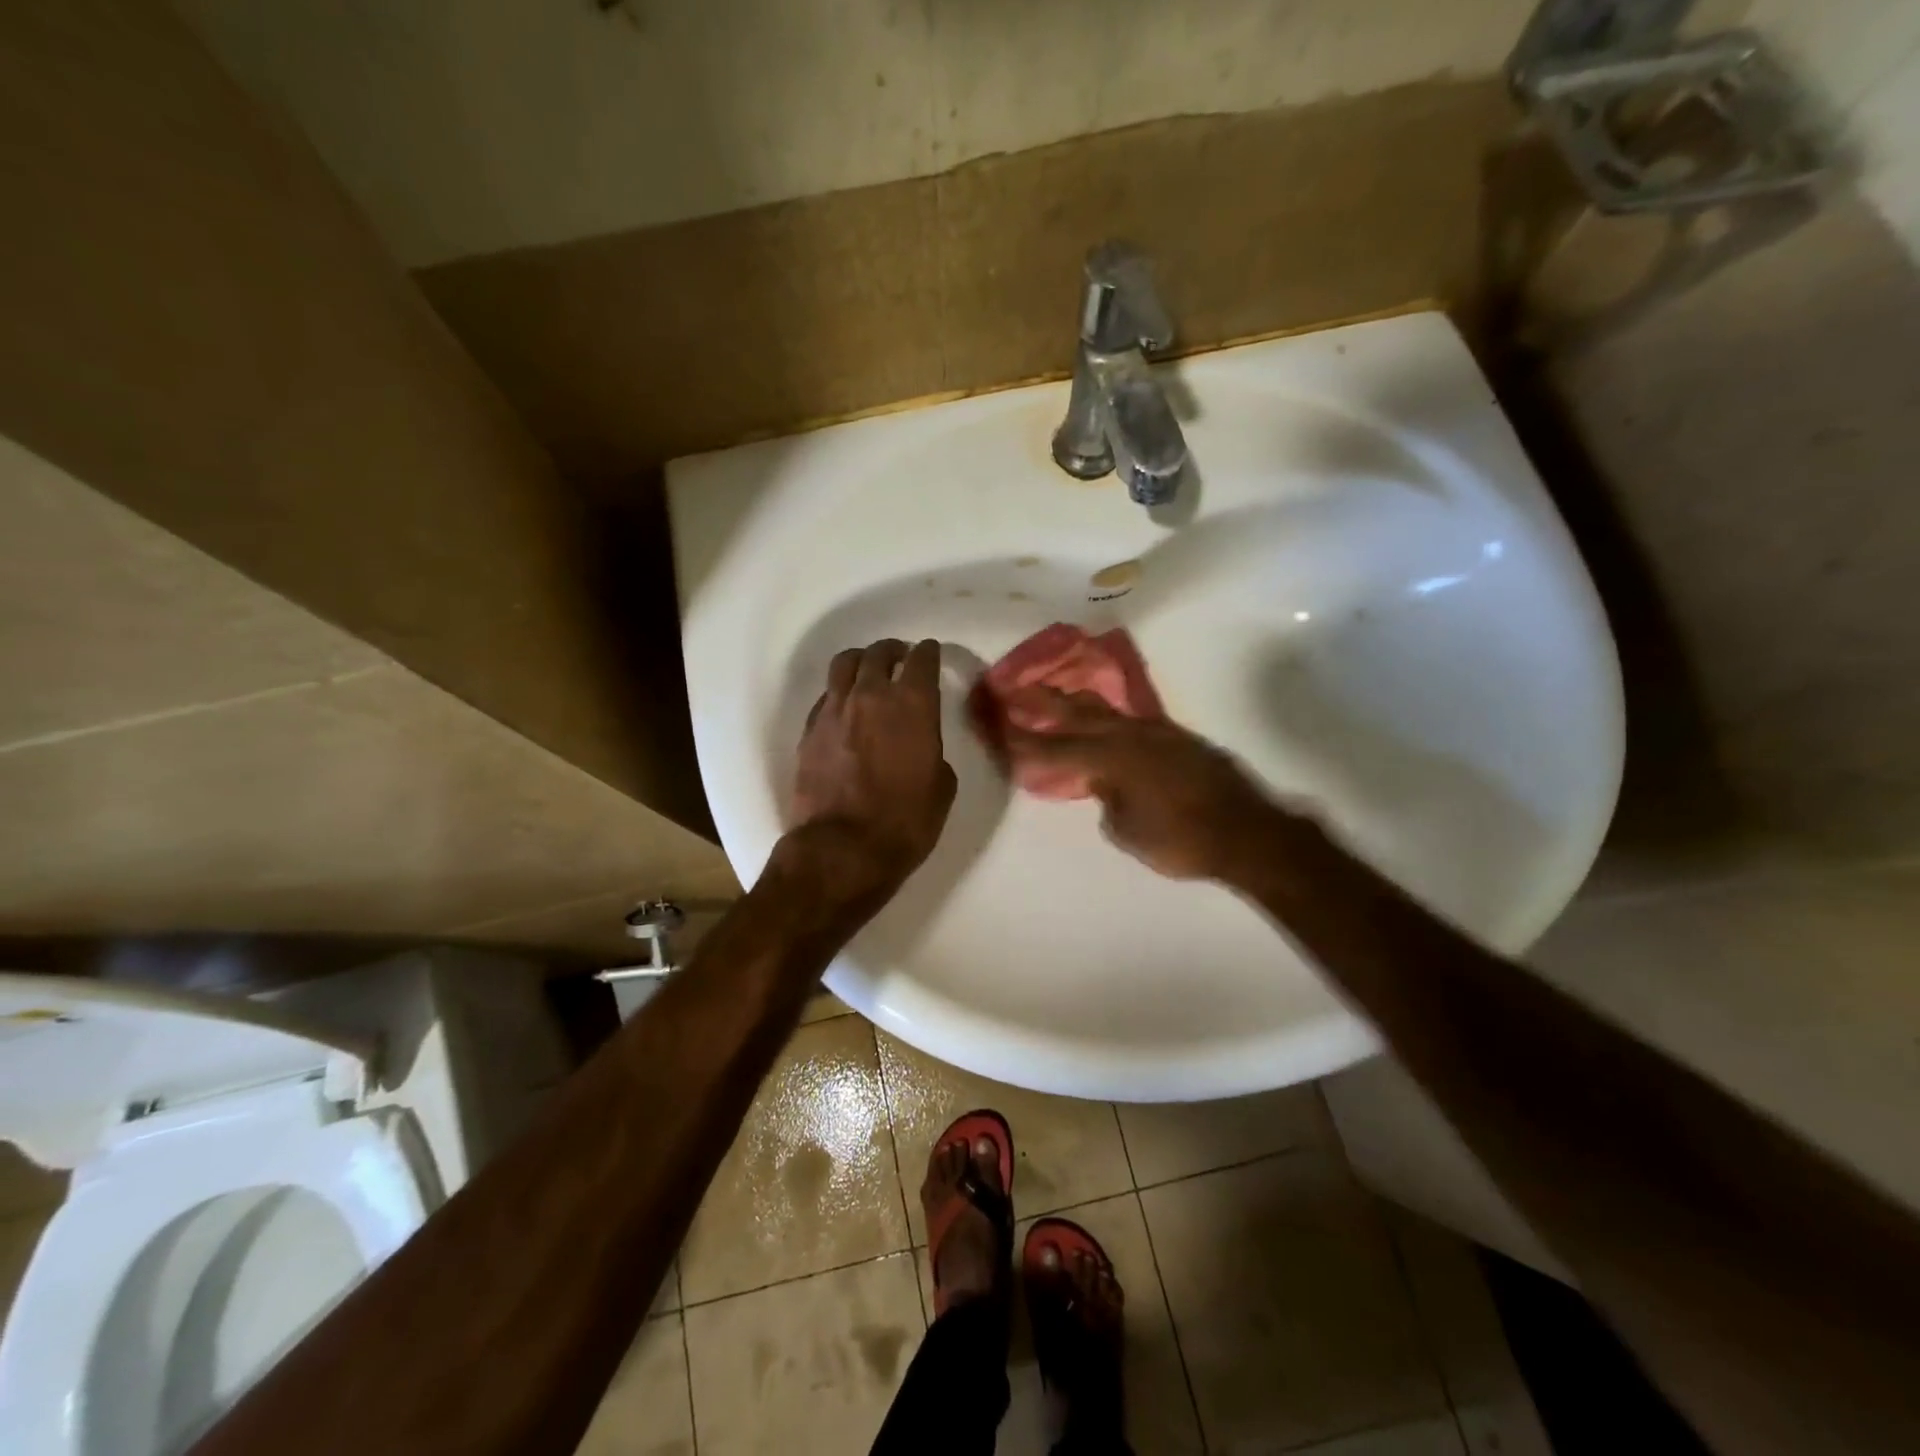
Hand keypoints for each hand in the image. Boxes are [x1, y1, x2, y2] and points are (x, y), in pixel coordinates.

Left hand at [789, 639, 957, 902]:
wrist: (843, 849)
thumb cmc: (905, 822)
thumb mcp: (941, 787)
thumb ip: (933, 751)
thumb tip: (921, 745)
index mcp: (912, 704)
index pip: (922, 660)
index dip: (928, 653)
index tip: (930, 653)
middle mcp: (871, 695)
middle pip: (879, 654)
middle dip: (893, 651)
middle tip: (899, 657)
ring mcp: (834, 710)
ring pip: (845, 664)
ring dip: (861, 661)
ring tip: (867, 670)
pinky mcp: (809, 730)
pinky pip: (826, 695)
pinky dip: (839, 692)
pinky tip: (845, 706)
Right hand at [999, 689, 1289, 879]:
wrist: (1247, 832)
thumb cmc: (1181, 840)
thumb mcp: (1128, 831)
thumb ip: (1106, 799)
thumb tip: (1103, 784)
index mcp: (1112, 758)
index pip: (1055, 748)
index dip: (1024, 741)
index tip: (998, 729)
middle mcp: (1130, 734)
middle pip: (1076, 713)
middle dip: (1042, 702)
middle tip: (1012, 690)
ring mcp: (1155, 732)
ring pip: (1104, 710)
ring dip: (1074, 702)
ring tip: (1052, 695)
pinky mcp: (1175, 737)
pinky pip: (1129, 719)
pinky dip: (1106, 717)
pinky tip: (1101, 720)